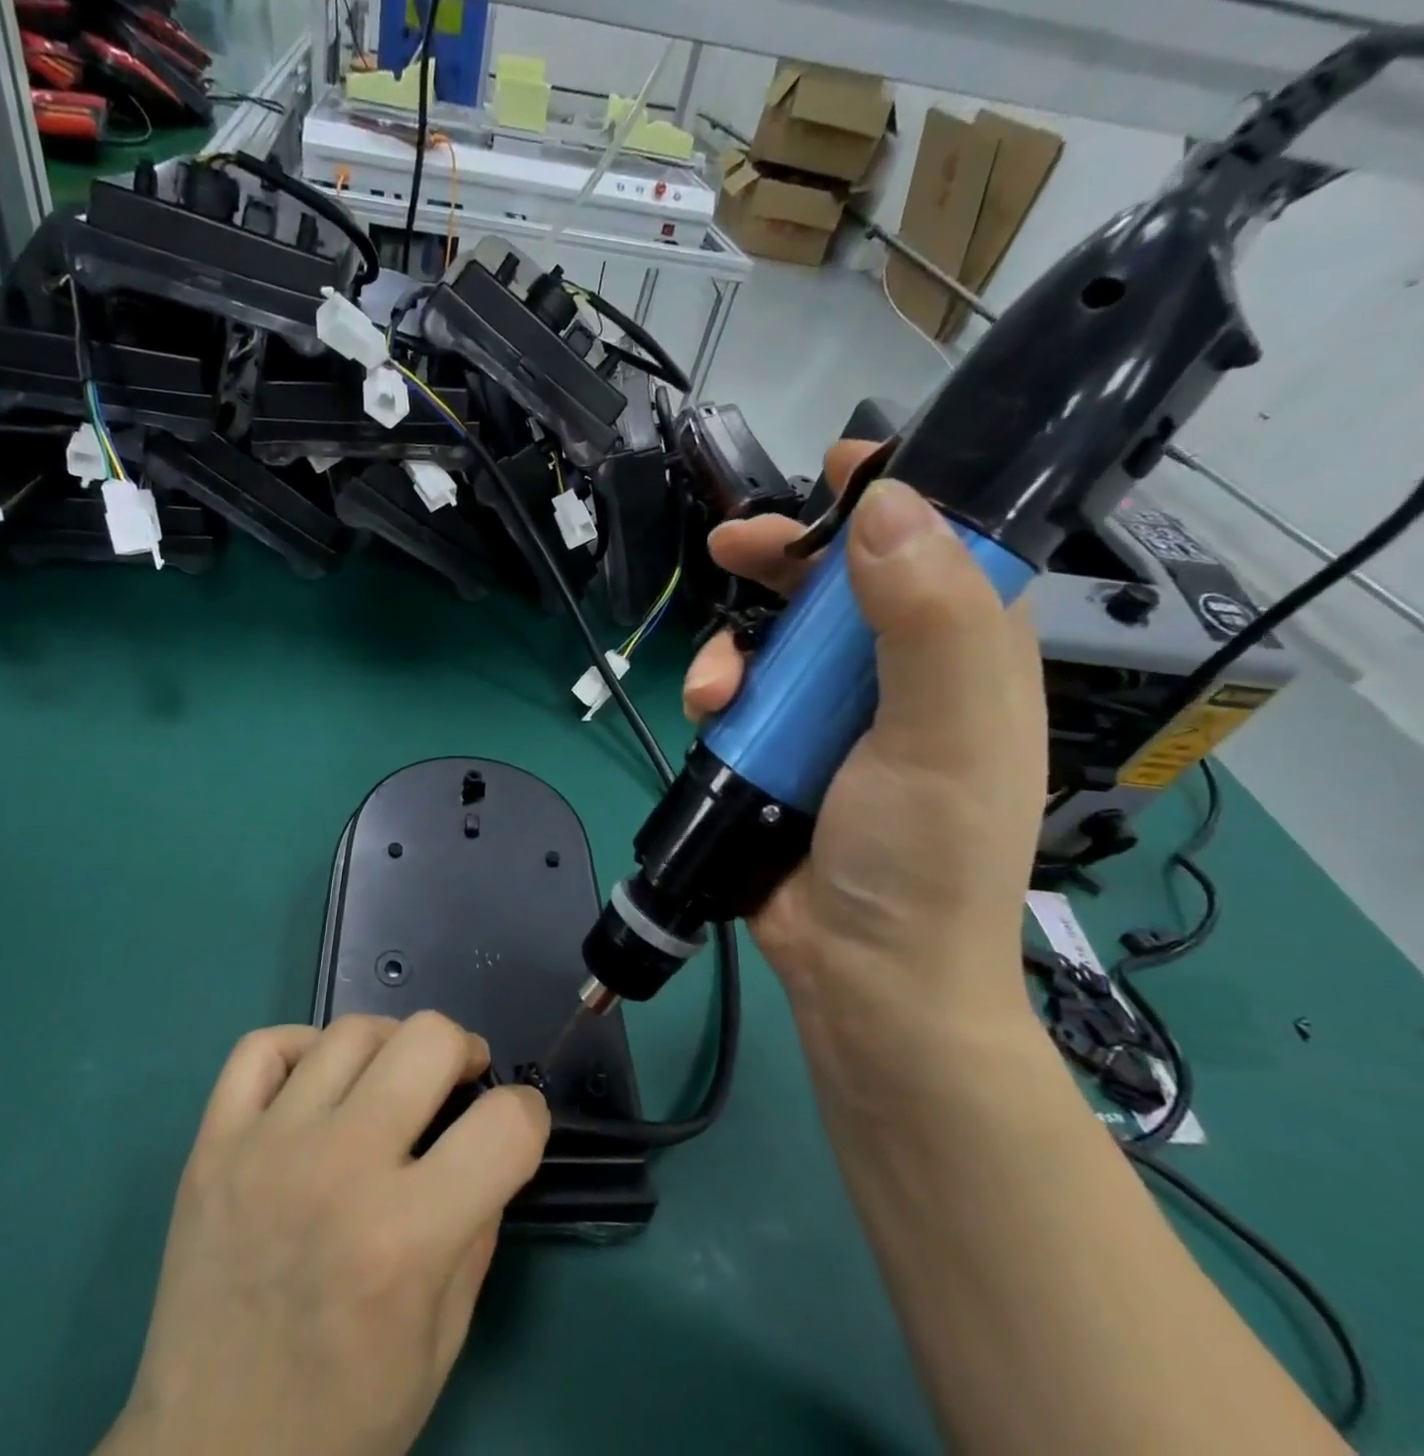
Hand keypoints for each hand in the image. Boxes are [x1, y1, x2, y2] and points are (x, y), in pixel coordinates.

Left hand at [103, 1013, 549, 1455]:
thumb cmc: (340, 1418)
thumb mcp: (441, 1343)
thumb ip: (477, 1232)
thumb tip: (489, 1145)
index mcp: (405, 1238)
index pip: (505, 1124)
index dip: (528, 1115)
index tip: (515, 1126)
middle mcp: (338, 1171)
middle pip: (428, 1039)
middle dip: (462, 1052)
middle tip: (457, 1080)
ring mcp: (266, 1148)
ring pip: (350, 1032)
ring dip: (389, 1046)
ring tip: (390, 1078)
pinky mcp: (213, 1145)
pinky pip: (262, 1047)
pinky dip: (300, 1046)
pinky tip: (317, 1083)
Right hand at [683, 443, 1047, 1094]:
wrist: (861, 974)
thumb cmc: (921, 856)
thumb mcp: (944, 733)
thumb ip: (926, 619)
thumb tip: (886, 503)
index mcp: (964, 659)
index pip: (938, 550)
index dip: (893, 502)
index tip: (838, 466)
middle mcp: (898, 680)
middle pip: (836, 591)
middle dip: (780, 564)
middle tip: (730, 546)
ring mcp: (830, 720)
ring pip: (771, 645)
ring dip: (732, 651)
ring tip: (714, 690)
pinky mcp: (775, 755)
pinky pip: (737, 699)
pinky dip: (714, 697)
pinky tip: (705, 716)